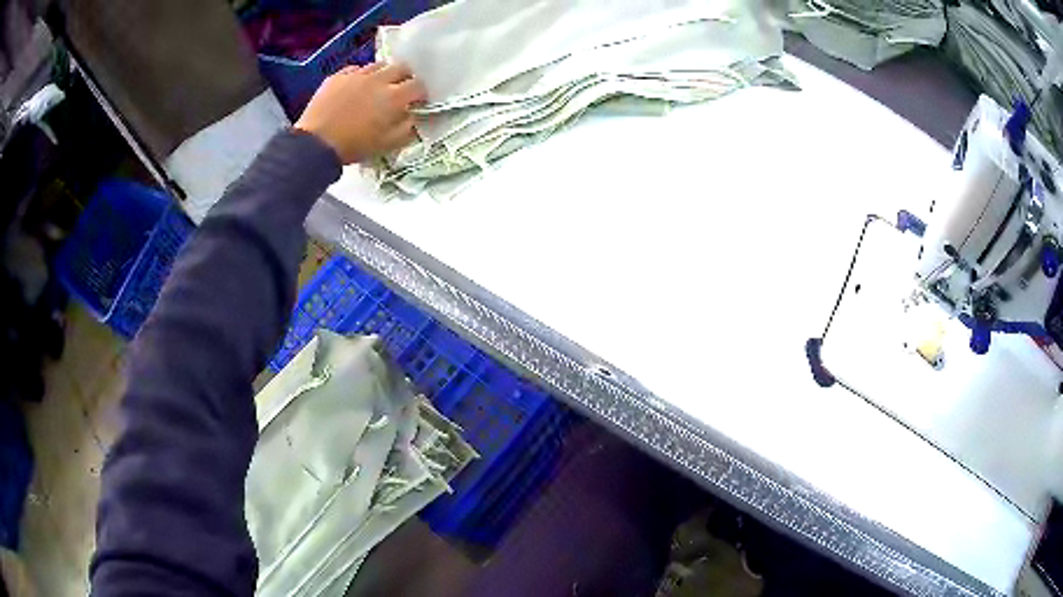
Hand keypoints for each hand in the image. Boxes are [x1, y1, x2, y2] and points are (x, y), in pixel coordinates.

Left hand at [295, 62, 426, 164]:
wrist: (315, 144)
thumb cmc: (354, 146)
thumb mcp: (387, 145)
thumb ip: (407, 128)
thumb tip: (413, 116)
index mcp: (394, 97)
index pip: (418, 86)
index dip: (421, 93)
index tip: (417, 102)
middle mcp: (378, 80)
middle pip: (401, 67)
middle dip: (405, 77)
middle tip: (400, 90)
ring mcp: (356, 75)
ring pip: (378, 65)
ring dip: (383, 74)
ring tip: (377, 86)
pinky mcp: (338, 76)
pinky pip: (355, 70)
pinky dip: (360, 76)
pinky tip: (356, 87)